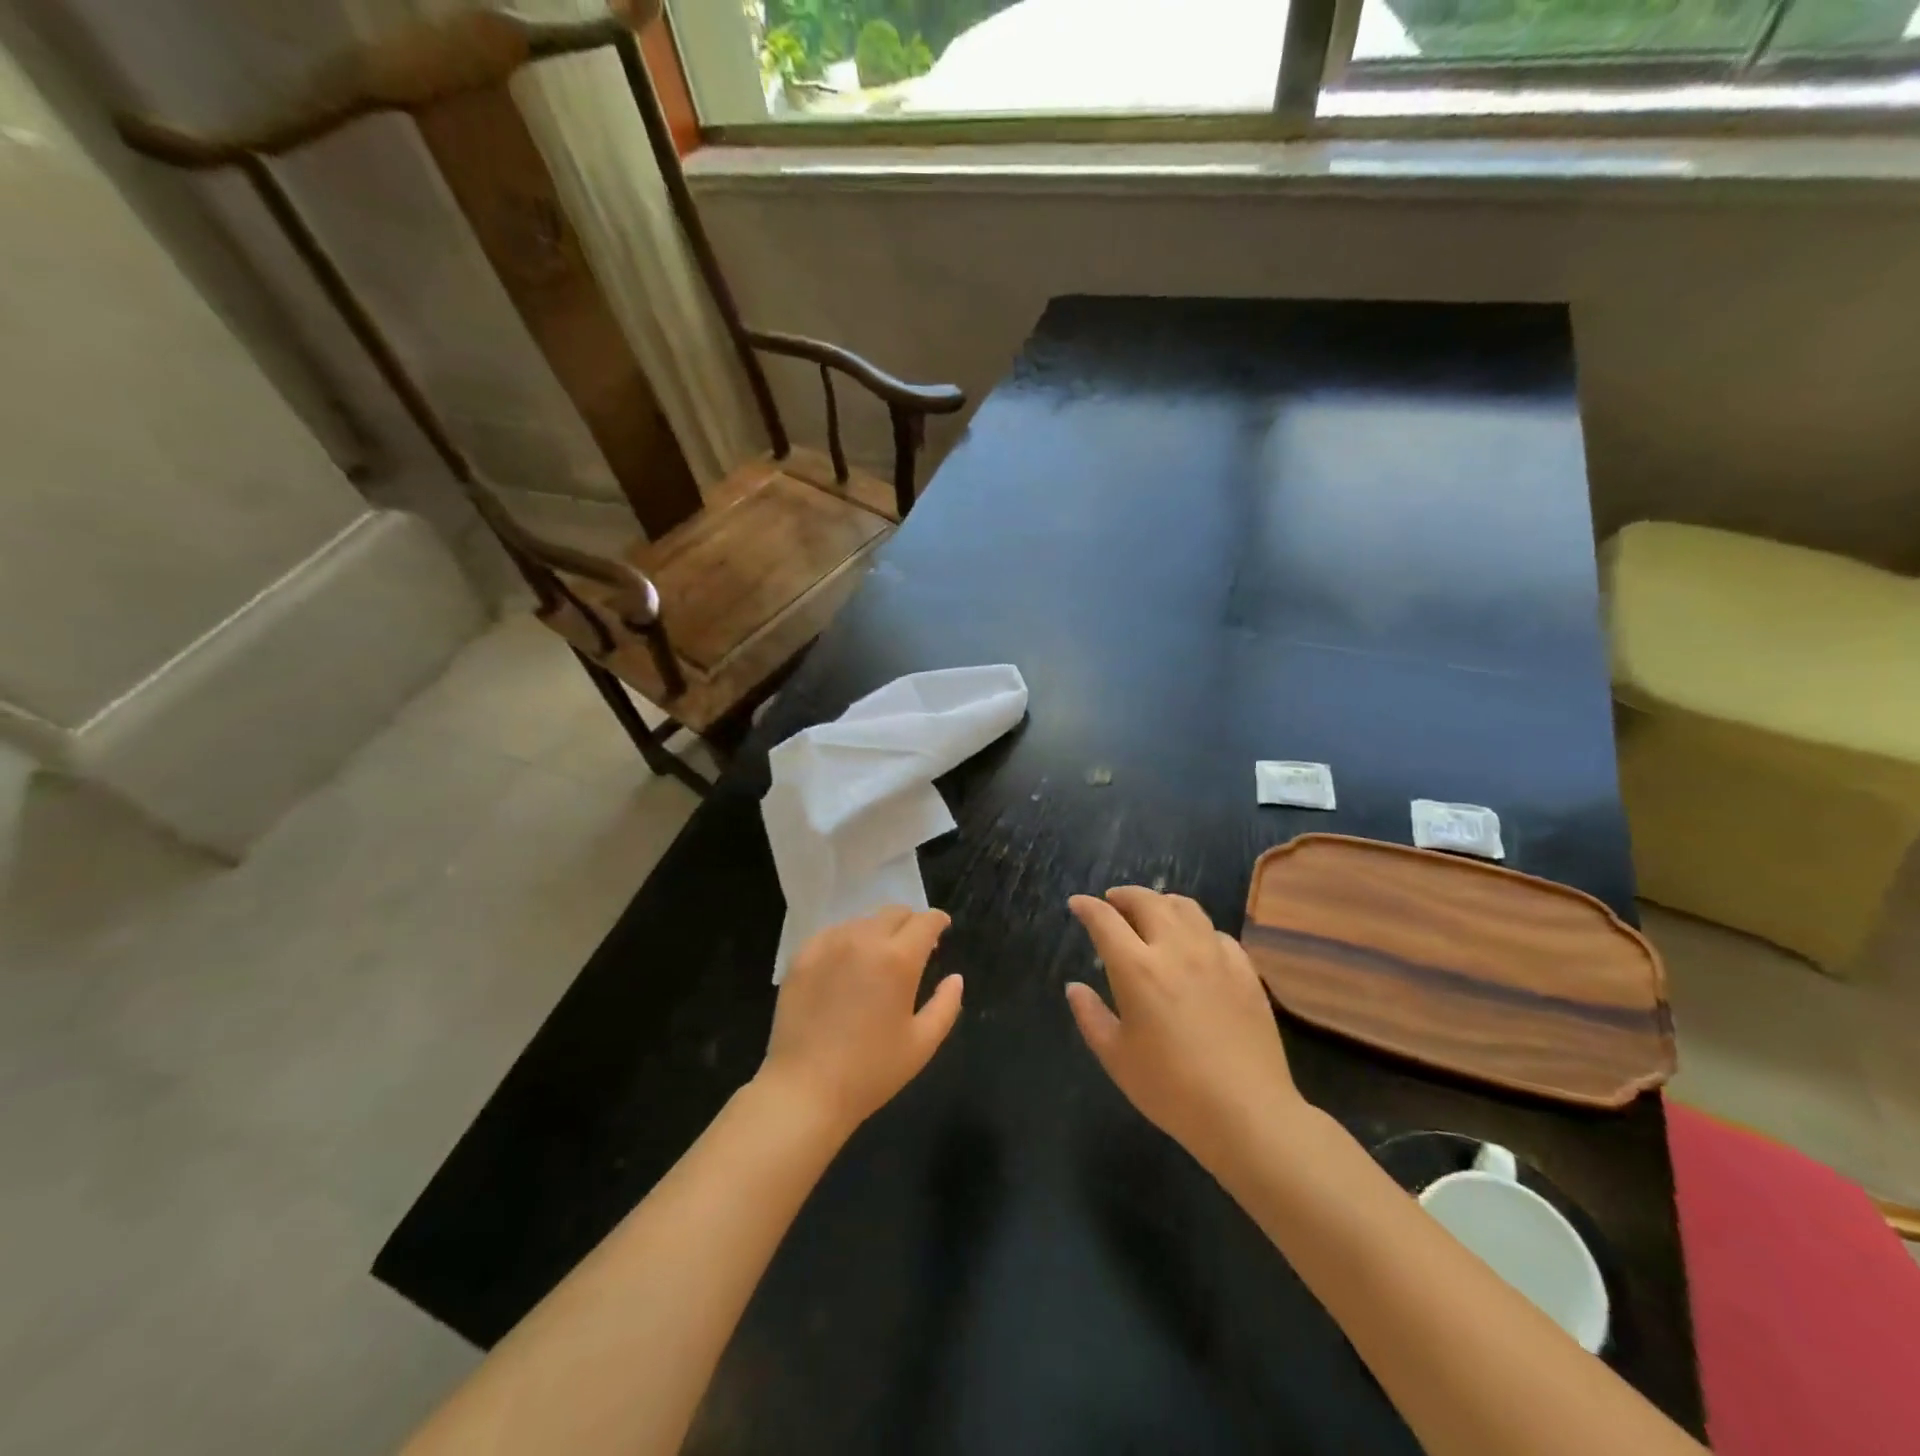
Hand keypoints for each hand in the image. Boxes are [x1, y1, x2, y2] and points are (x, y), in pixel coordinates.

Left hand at [758, 907, 963, 1135]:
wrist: (804, 1089)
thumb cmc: (871, 1071)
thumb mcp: (922, 1044)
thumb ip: (946, 1005)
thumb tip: (955, 978)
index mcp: (898, 958)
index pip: (925, 921)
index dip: (938, 921)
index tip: (942, 930)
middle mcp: (864, 940)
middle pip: (894, 912)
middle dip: (910, 923)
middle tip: (913, 947)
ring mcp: (829, 944)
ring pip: (863, 921)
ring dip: (878, 932)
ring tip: (877, 960)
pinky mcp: (802, 955)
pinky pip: (833, 934)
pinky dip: (848, 941)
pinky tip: (846, 967)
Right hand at [1066, 887, 1304, 1171]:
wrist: (1247, 1112)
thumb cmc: (1171, 1089)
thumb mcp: (1116, 1058)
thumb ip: (1090, 1016)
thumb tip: (1075, 987)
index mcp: (1137, 969)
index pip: (1105, 921)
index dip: (1087, 907)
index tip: (1077, 903)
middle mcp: (1175, 949)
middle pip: (1148, 901)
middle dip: (1124, 895)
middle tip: (1112, 901)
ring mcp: (1215, 956)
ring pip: (1186, 908)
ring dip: (1162, 902)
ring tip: (1152, 911)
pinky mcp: (1245, 971)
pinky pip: (1217, 933)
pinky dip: (1197, 928)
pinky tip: (1195, 943)